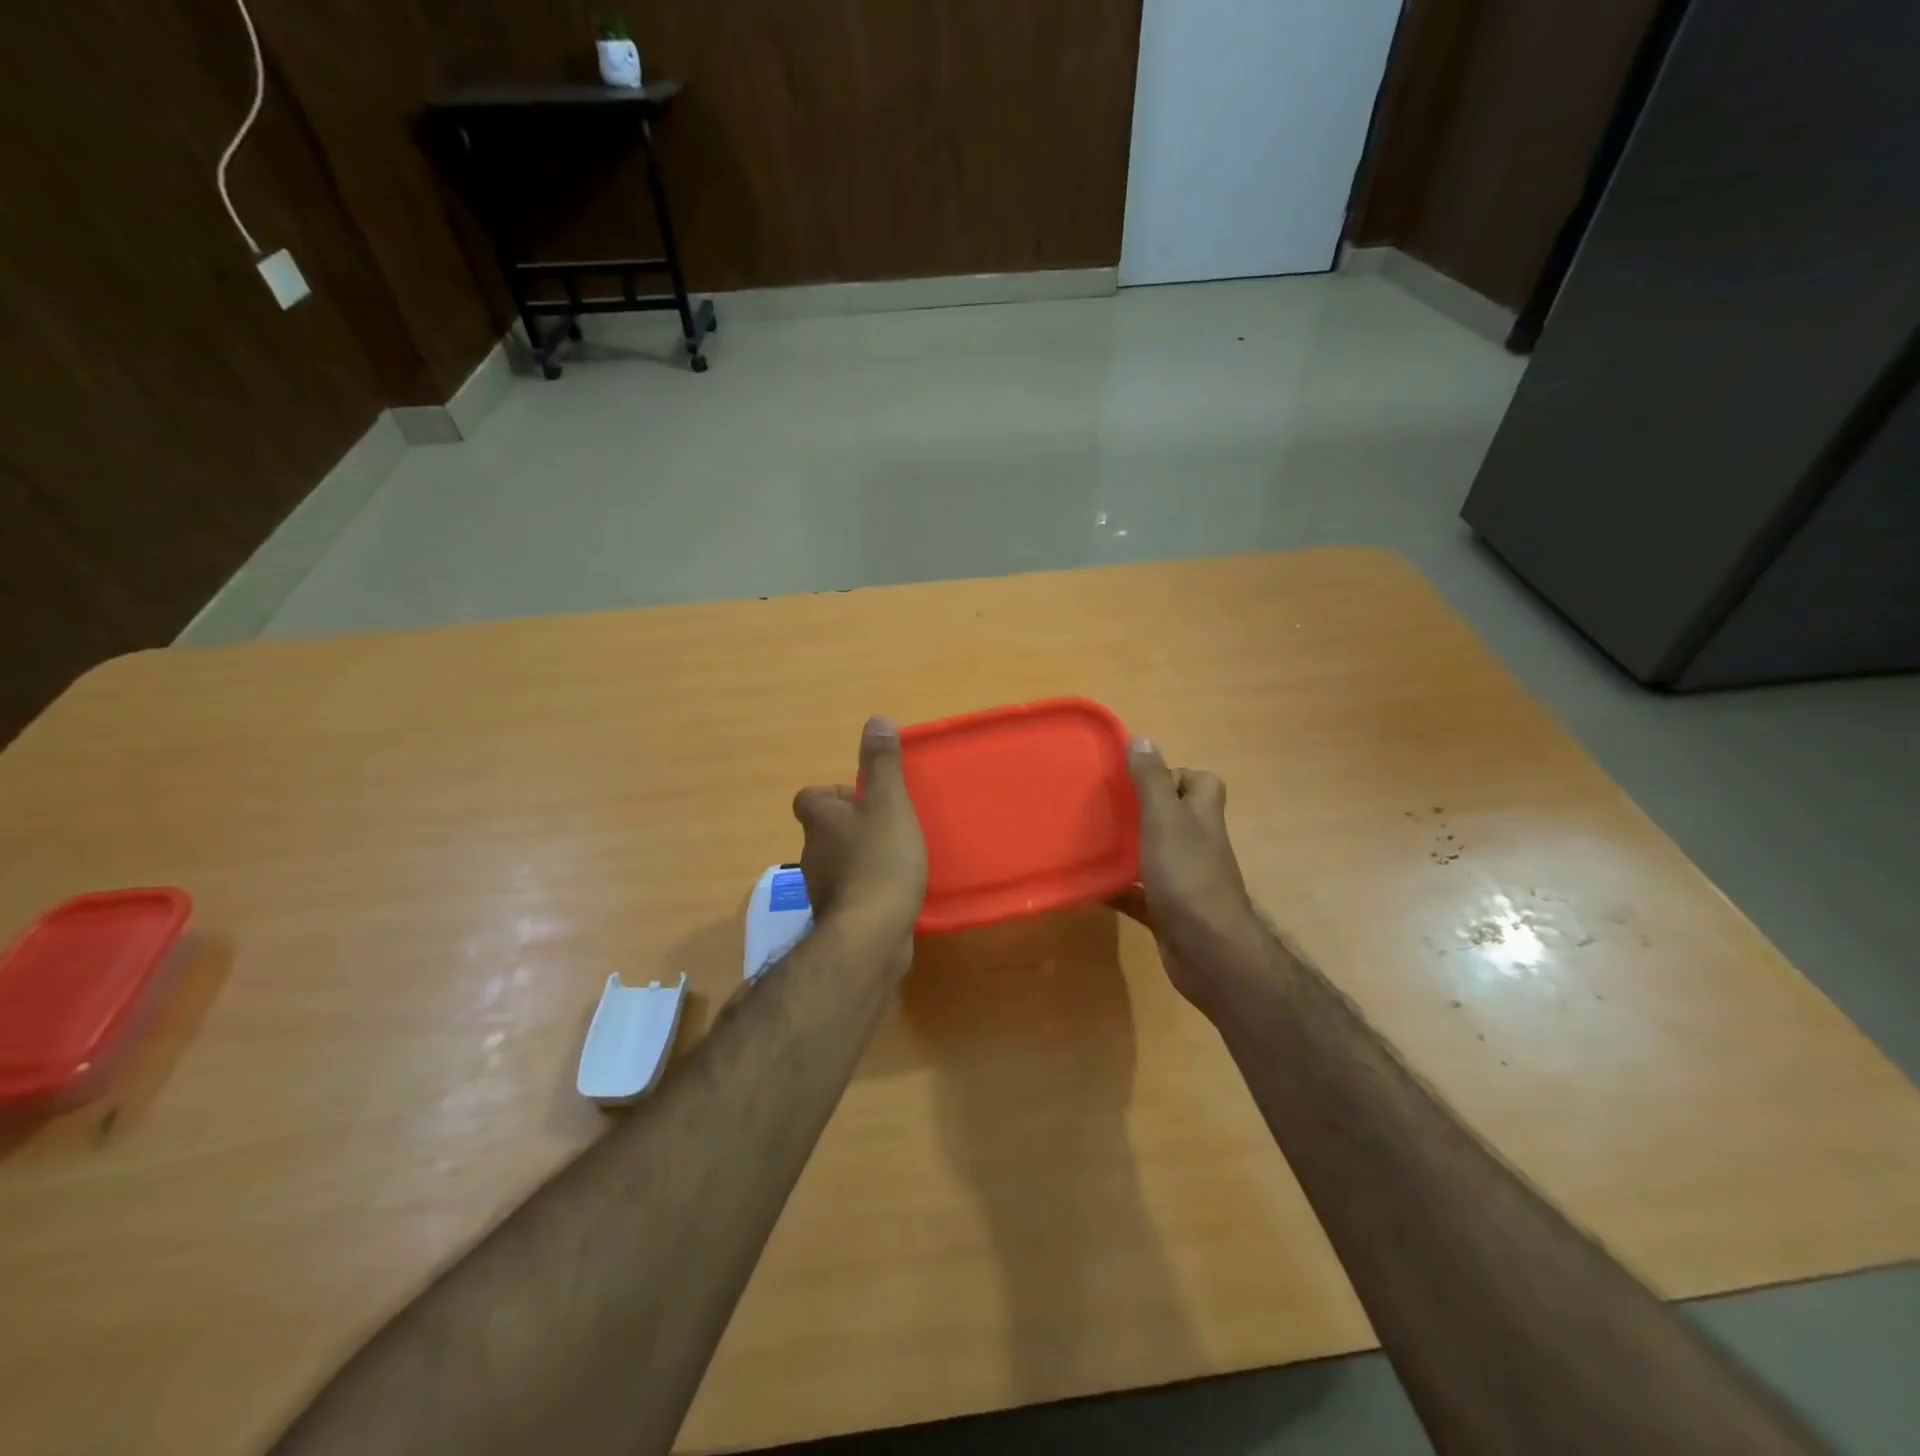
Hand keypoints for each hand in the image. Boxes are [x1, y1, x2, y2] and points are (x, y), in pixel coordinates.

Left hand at [792, 718, 927, 946]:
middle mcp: (811, 852)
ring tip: (895, 858)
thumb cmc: (880, 860)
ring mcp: (822, 889)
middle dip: (851, 826)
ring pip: (837, 863)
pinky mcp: (837, 918)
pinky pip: (851, 893)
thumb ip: (882, 765)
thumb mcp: (888, 804)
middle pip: (825, 830)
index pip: (810, 798)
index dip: (834, 794)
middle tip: (888, 826)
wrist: (871, 934)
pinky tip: (892, 892)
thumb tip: (875, 721)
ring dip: (859, 858)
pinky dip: (866, 889)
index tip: (865, 798)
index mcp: (820, 820)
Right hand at [1115, 738, 1262, 1009]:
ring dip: (1129, 848)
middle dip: (1143, 809)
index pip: (1201, 783)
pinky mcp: (1169, 910)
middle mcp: (1197, 844)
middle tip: (1105, 806)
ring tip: (1091, 839)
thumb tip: (1142, 739)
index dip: (1175, 774)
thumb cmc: (1188, 877)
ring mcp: (1185, 880)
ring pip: (1155, 853)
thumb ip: (1152, 781)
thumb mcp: (1165, 820)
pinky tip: (1089, 886)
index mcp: (1201, 817)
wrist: (1208, 951)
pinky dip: (1117, 888)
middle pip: (1176, 817)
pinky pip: (1138, 893)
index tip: (1138, 777)